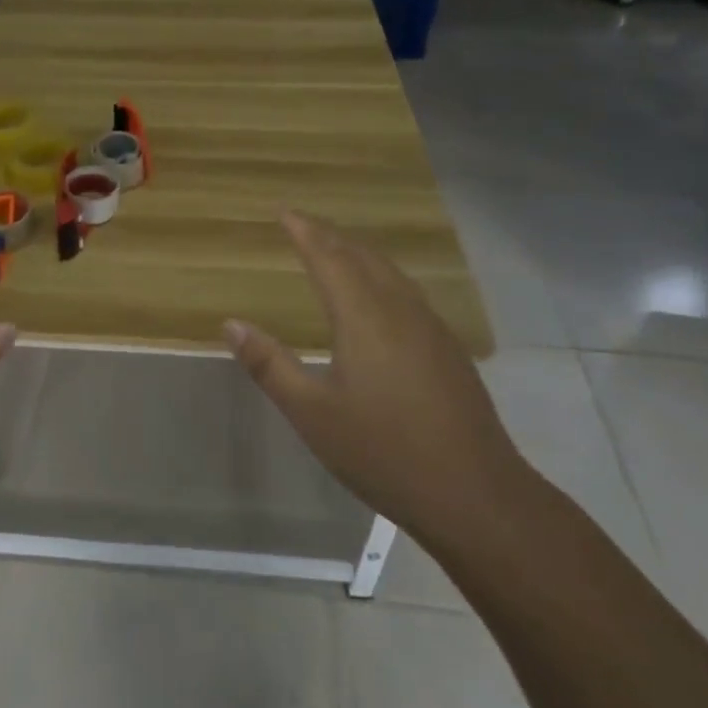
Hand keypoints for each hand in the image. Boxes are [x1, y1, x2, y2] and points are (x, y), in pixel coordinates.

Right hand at [224, 211, 529, 554]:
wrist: (476, 495)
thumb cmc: (384, 452)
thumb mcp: (313, 414)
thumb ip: (270, 366)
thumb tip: (231, 324)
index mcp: (364, 317)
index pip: (328, 258)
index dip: (304, 232)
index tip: (284, 211)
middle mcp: (400, 310)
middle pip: (362, 257)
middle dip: (330, 236)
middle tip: (304, 225)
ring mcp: (431, 328)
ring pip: (390, 273)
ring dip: (358, 254)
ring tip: (336, 251)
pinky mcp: (448, 350)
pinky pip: (407, 293)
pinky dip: (381, 278)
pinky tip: (379, 299)